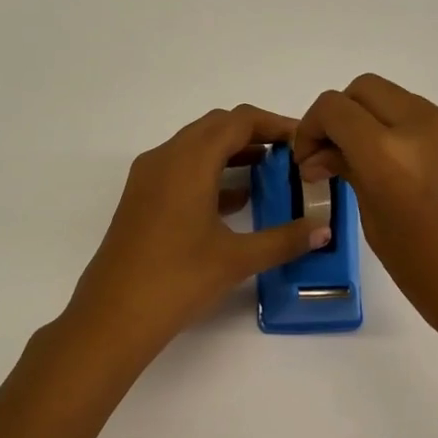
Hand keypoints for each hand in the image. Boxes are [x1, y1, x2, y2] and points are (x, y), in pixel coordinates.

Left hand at [66, 106, 331, 360]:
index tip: (302, 139)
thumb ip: (284, 239)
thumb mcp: (236, 259)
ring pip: (196, 146)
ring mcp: (148, 176)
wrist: (112, 316)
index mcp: (189, 161)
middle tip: (289, 155)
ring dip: (231, 152)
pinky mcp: (141, 197)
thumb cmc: (177, 280)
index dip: (274, 124)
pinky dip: (210, 172)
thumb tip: (324, 230)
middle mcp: (165, 157)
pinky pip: (181, 168)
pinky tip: (236, 200)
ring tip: (270, 173)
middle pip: (215, 126)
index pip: (238, 121)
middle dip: (254, 134)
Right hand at [294, 75, 437, 350]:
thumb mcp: (376, 225)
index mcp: (387, 153)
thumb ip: (349, 175)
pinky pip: (422, 116)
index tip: (308, 161)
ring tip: (365, 164)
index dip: (310, 128)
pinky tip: (400, 170)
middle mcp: (420, 126)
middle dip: (339, 115)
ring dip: (370, 119)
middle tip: (331, 155)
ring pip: (394, 97)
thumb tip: (325, 156)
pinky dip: (399, 129)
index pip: (333, 108)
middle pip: (363, 89)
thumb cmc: (430, 278)